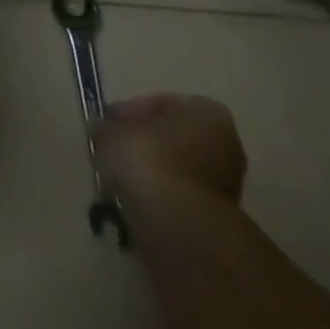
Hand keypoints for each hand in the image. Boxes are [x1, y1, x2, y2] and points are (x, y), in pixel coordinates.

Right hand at [97, 94, 246, 205]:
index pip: (162, 103)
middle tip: (113, 148)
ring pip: (177, 168)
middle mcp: (226, 145)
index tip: (108, 123)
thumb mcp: (112, 130)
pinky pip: (180, 196)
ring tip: (119, 177)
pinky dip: (159, 196)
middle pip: (174, 137)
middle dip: (144, 143)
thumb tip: (103, 129)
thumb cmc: (148, 159)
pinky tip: (134, 199)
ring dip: (151, 171)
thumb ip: (108, 126)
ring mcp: (226, 184)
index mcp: (207, 113)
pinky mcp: (217, 217)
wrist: (180, 225)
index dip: (130, 112)